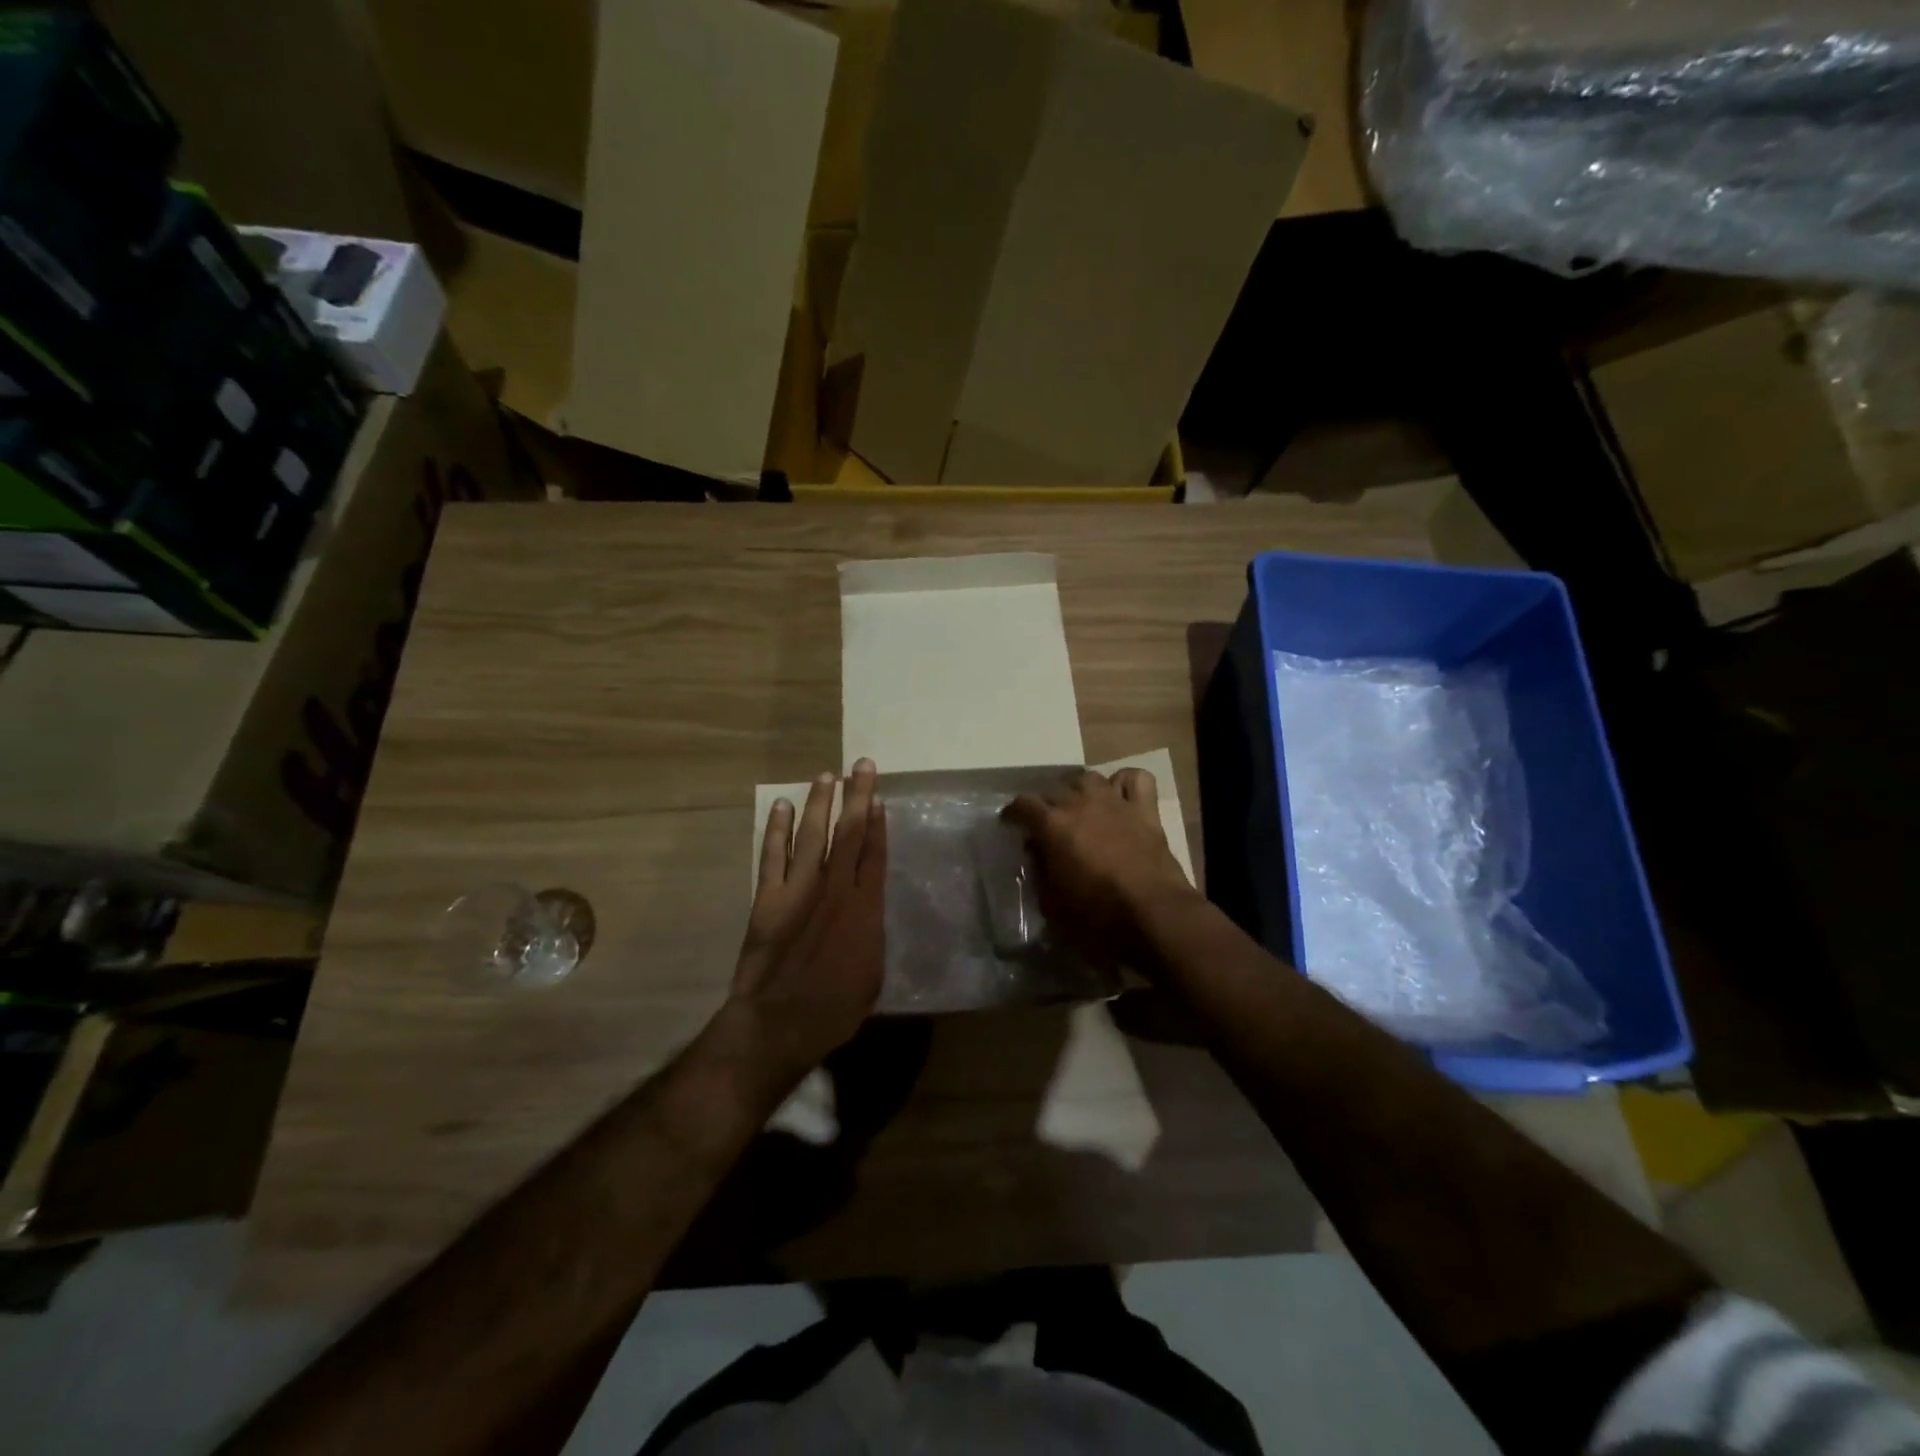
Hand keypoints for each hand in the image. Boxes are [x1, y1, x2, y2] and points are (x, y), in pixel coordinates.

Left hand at [731, 758, 886, 1080]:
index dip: (878, 821)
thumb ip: (871, 936)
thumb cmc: (833, 1008)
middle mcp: (835, 889)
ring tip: (826, 776)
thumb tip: (868, 914)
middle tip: (861, 766)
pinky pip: (774, 855)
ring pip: (814, 835)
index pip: (874, 853)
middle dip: (857, 796)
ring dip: (820, 803)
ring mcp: (800, 890)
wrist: (779, 1023)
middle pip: (850, 833)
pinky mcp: (768, 898)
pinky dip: (778, 829)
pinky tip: (783, 806)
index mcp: (865, 908)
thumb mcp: (872, 975)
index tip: (878, 796)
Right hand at [1004, 768, 1195, 960]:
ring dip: (1080, 790)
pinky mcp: (1145, 808)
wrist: (1152, 912)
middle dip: (1046, 805)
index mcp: (1053, 824)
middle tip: (1048, 826)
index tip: (1011, 824)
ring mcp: (1115, 801)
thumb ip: (1040, 872)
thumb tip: (1037, 854)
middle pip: (1054, 789)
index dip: (1013, 814)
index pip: (1022, 804)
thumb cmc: (1097, 913)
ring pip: (1089, 778)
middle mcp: (1080, 802)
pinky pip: (1134, 779)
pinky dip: (1125, 784)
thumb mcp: (1052, 902)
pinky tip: (1120, 797)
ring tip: (1081, 808)